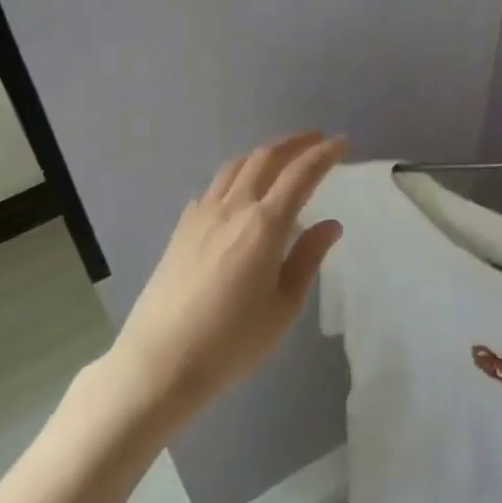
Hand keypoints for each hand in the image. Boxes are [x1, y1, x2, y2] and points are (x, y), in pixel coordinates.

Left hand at [109, 132, 346, 424]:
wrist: (159, 363)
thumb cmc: (232, 342)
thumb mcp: (283, 307)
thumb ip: (307, 259)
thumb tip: (330, 225)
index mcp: (264, 224)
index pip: (301, 174)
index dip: (324, 154)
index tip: (342, 142)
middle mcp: (233, 208)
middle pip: (265, 158)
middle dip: (294, 143)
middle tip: (317, 140)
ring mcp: (201, 216)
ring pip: (235, 167)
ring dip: (263, 154)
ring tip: (281, 157)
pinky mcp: (181, 230)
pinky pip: (212, 188)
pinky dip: (234, 177)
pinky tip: (237, 192)